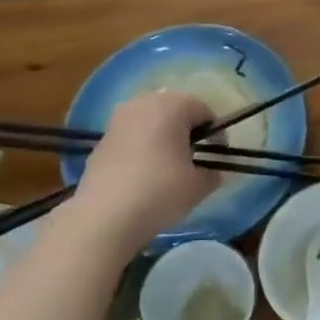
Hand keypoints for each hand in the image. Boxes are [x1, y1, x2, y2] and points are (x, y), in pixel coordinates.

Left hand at [76, 91, 218, 242]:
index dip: (216, 134)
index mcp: (172, 105)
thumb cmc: (160, 191)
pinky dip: (142, 148)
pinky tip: (144, 174)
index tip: (218, 157)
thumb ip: (212, 174)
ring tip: (169, 166)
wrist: (105, 216)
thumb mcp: (198, 186)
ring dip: (163, 137)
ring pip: (150, 122)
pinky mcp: (101, 140)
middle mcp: (143, 103)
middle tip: (195, 158)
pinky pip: (131, 136)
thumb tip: (213, 172)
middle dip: (187, 131)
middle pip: (175, 110)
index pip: (204, 111)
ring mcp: (118, 120)